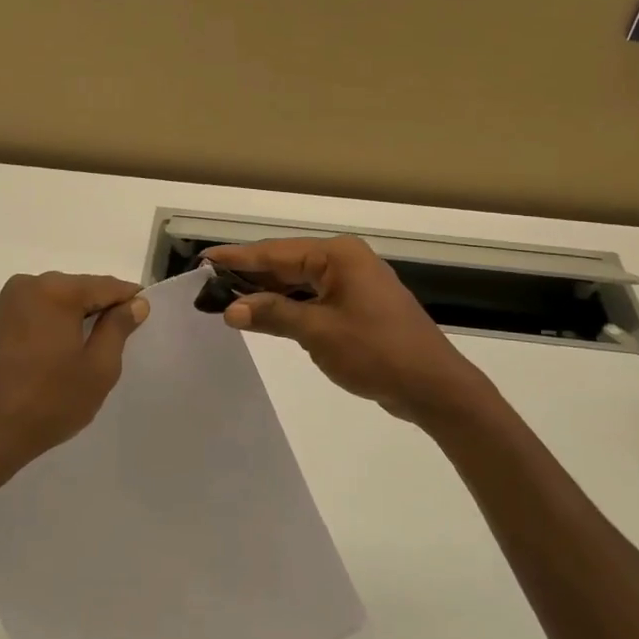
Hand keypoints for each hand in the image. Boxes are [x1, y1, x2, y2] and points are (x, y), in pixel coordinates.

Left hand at [0, 272, 149, 486]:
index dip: (129, 299)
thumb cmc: (48, 402)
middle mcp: (26, 286)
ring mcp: (2, 305)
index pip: (105, 286)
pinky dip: (46, 330)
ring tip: (83, 354)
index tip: (144, 315)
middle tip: (116, 341)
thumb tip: (135, 303)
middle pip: (76, 290)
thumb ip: (118, 329)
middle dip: (98, 310)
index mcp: (56, 290)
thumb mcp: (98, 369)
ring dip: (70, 321)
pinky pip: (30, 317)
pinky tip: (51, 360)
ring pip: (51, 303)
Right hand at [205, 236, 495, 427]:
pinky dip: (289, 306)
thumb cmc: (376, 352)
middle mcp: (345, 261)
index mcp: (338, 256)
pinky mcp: (357, 306)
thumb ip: (274, 314)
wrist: (433, 386)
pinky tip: (265, 316)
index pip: (276, 252)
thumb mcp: (319, 333)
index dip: (238, 258)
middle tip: (208, 284)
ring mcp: (353, 284)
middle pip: (287, 263)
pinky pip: (313, 298)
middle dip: (250, 275)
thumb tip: (230, 309)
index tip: (204, 261)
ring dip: (268, 292)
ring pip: (299, 282)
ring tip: (227, 300)